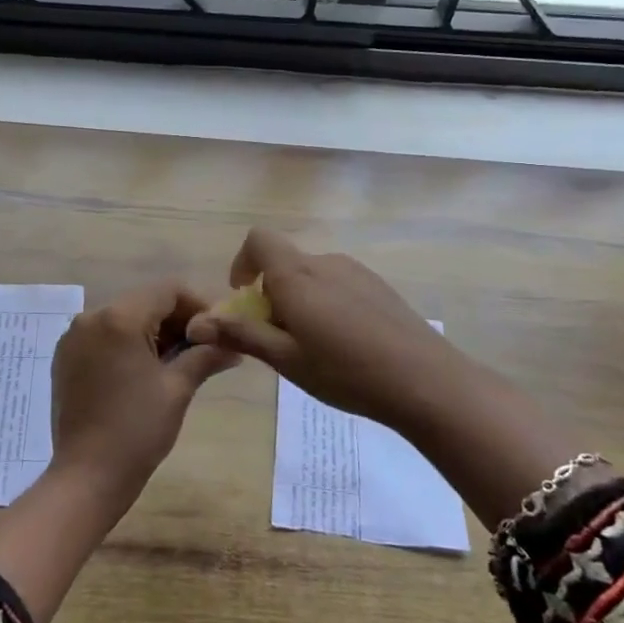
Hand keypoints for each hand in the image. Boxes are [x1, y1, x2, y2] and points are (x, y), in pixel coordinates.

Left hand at [49, 280, 238, 498]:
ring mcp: (73, 337)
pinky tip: (143, 372)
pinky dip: (127, 344)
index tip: (217, 332)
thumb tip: (233, 345)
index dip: (198, 305)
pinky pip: (103, 336)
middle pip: (144, 301)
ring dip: (152, 332)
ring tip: (176, 364)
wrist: (87, 474)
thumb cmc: (137, 430)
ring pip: (124, 318)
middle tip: (202, 350)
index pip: (168, 290)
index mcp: (119, 318)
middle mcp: (91, 317)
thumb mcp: (177, 389)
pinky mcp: (65, 357)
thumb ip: (205, 356)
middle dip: (176, 320)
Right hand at [185, 229, 590, 527]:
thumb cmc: (346, 372)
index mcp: (296, 276)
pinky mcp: (380, 287)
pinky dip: (326, 304)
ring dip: (299, 300)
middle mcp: (325, 263)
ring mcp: (357, 272)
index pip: (258, 240)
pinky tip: (346, 345)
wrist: (427, 382)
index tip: (245, 299)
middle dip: (270, 293)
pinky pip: (338, 285)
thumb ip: (241, 335)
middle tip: (278, 339)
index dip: (243, 263)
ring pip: (312, 276)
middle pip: (284, 262)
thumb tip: (196, 325)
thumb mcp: (285, 359)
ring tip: (313, 347)